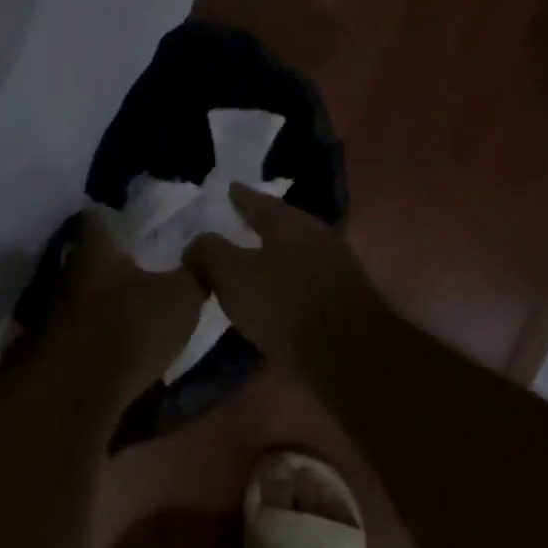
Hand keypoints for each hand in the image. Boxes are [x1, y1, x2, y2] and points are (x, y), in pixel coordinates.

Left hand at [47, 211, 205, 404]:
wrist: (80, 390)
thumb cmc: (130, 326)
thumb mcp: (181, 297)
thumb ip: (195, 272)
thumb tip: (203, 250)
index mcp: (96, 250)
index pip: (96, 216)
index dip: (110, 213)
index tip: (127, 214)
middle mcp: (71, 273)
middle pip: (88, 256)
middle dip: (111, 257)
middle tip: (140, 257)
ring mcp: (60, 311)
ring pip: (85, 292)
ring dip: (106, 295)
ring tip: (135, 298)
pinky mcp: (61, 346)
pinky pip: (85, 327)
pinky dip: (101, 328)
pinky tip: (123, 336)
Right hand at [182, 184, 384, 370]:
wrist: (350, 358)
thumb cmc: (285, 306)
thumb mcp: (233, 276)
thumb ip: (209, 252)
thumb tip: (197, 242)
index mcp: (291, 223)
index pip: (259, 201)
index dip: (240, 197)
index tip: (228, 189)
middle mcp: (318, 237)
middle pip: (281, 226)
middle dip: (259, 225)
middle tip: (235, 225)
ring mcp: (336, 268)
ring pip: (294, 253)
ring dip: (272, 256)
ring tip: (249, 263)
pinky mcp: (344, 300)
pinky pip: (304, 280)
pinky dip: (285, 281)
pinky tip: (272, 294)